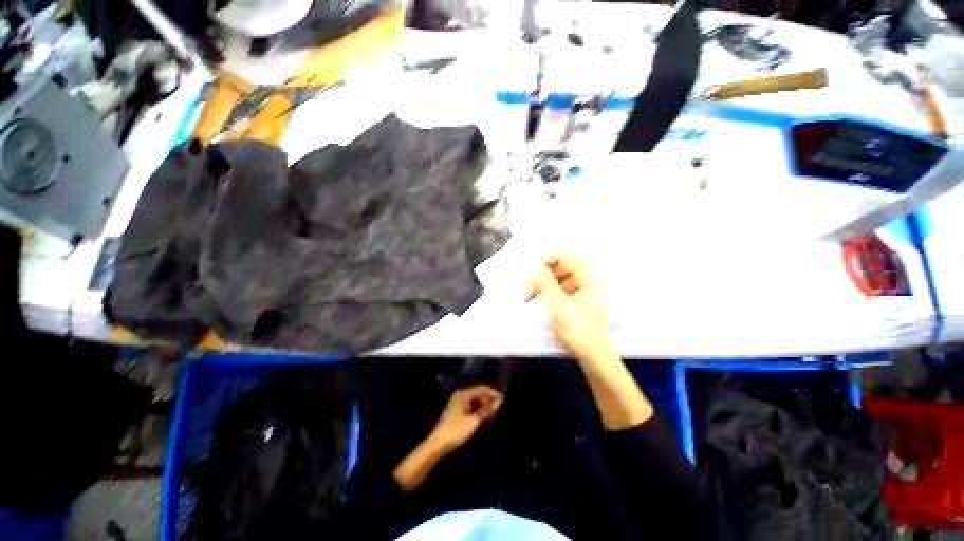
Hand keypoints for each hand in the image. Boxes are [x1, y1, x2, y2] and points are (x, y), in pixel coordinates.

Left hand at [429, 384, 503, 451]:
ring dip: (484, 406)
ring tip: (492, 415)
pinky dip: (478, 410)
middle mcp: (460, 395)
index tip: (503, 399)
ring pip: (475, 400)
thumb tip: (499, 400)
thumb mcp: (474, 420)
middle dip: (488, 400)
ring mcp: (457, 402)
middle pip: (478, 393)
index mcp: (464, 394)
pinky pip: (470, 406)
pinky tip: (483, 418)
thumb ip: (487, 409)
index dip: (493, 393)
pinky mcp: (456, 411)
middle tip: (498, 409)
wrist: (438, 443)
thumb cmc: (457, 430)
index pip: (482, 388)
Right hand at [527, 253, 614, 363]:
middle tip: (526, 289)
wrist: (591, 356)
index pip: (564, 257)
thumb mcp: (559, 306)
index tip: (528, 269)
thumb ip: (546, 283)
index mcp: (589, 277)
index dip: (544, 259)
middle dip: (540, 275)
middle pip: (558, 266)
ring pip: (554, 277)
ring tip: (526, 297)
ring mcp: (580, 288)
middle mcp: (586, 278)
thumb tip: (533, 265)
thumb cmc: (578, 331)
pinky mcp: (573, 297)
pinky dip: (544, 291)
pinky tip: (534, 298)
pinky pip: (556, 286)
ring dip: (539, 284)